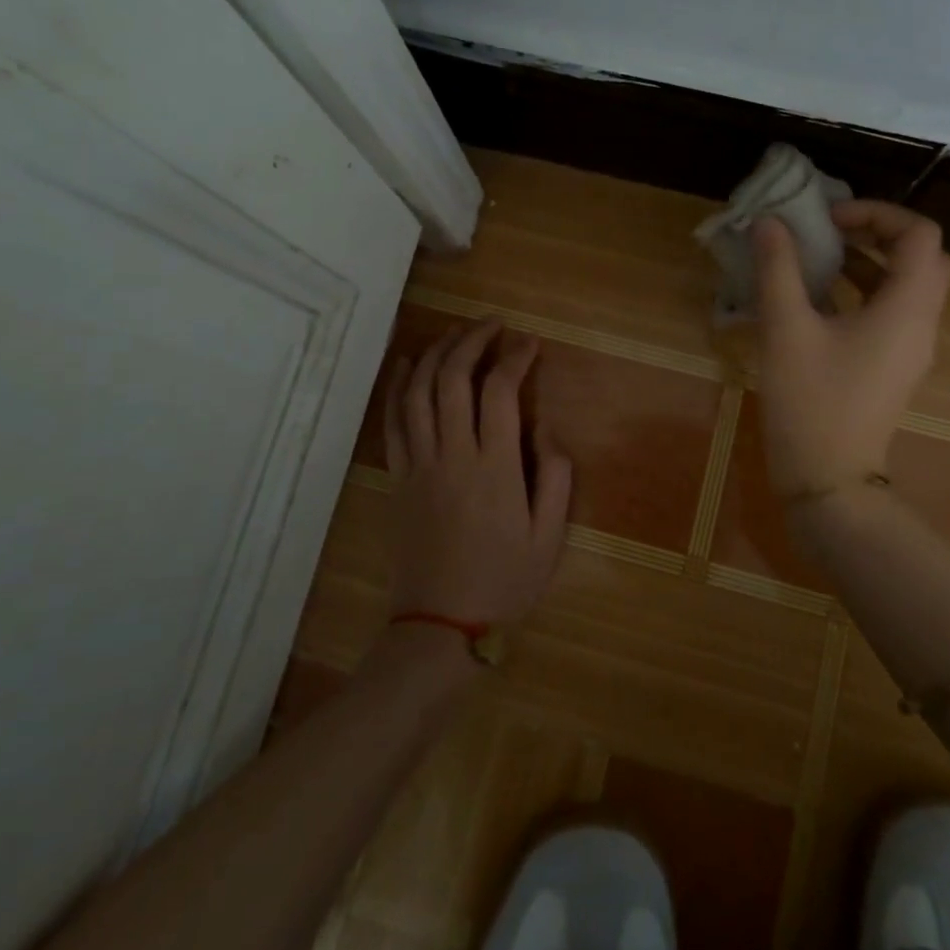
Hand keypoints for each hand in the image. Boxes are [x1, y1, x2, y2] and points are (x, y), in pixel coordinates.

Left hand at [384, 319, 572, 627]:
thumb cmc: (504, 580)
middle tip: (492, 324)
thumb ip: (556, 477)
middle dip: (472, 341)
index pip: (500, 392)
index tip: (530, 344)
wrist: (440, 625)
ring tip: (456, 333)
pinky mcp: (398, 476)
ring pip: (419, 391)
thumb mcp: (550, 537)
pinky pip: (393, 421)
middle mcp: (453, 454)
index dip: (514, 359)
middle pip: (454, 379)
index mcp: (495, 467)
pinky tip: (408, 362)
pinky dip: (398, 385)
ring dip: (437, 353)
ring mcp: (419, 463)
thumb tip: (545, 430)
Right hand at [753, 200, 949, 498]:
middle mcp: (920, 324)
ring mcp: (910, 348)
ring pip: (904, 286)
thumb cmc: (810, 401)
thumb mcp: (786, 329)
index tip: (830, 219)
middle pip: (919, 257)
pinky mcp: (892, 366)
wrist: (828, 480)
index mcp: (907, 308)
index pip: (920, 235)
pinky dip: (860, 291)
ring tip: (816, 257)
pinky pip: (888, 312)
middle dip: (875, 233)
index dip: (878, 213)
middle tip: (829, 231)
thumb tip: (770, 222)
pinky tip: (814, 299)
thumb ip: (778, 269)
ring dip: (866, 261)